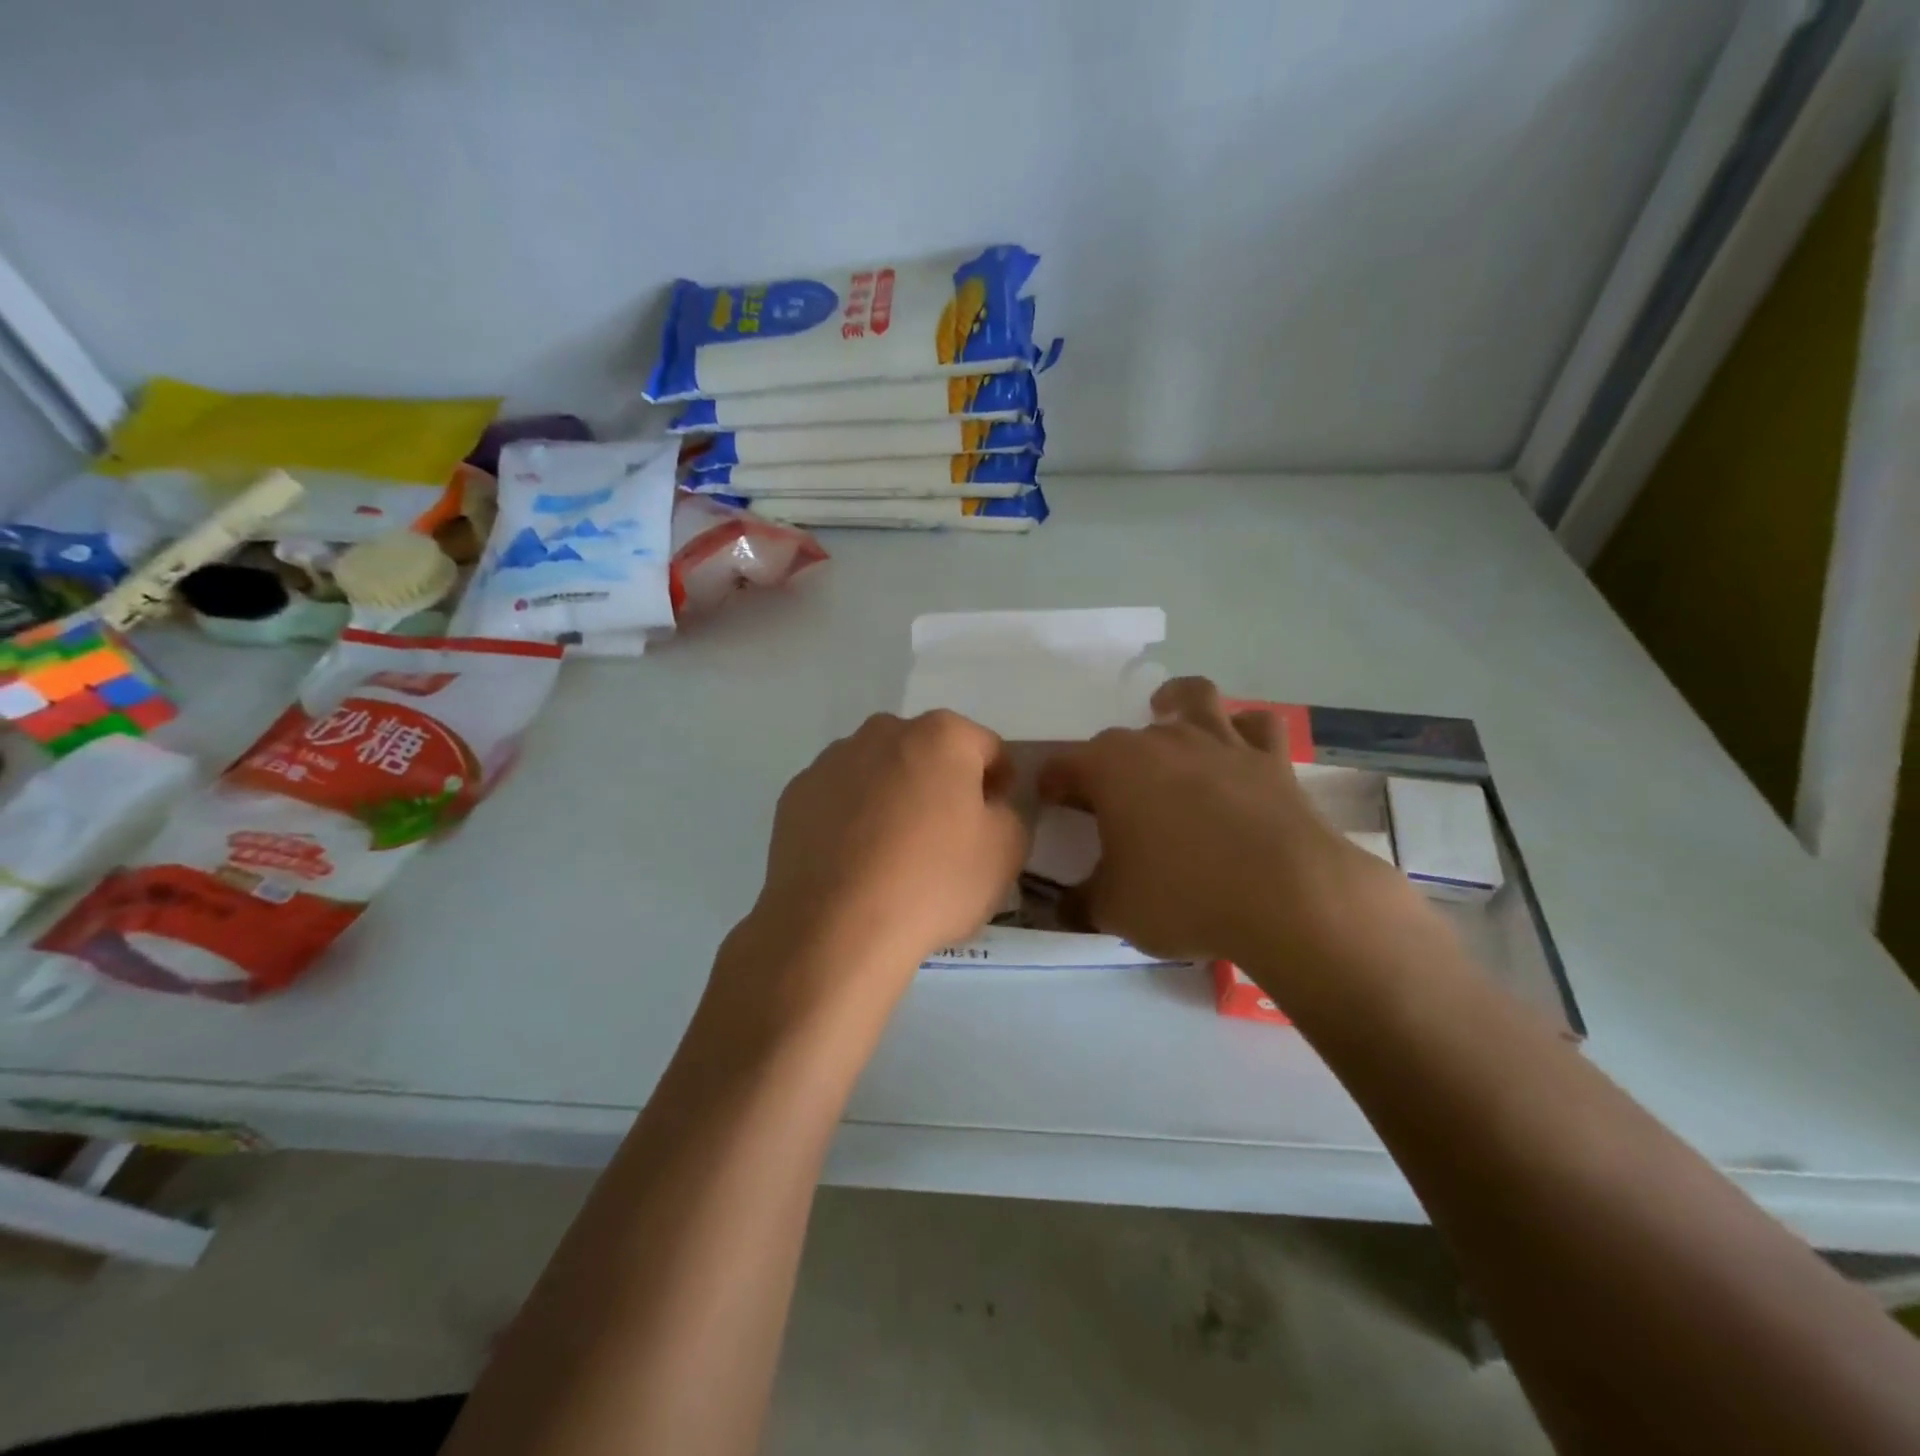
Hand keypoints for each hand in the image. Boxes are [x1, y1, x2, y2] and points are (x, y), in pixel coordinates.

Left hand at [717, 710, 1027, 1032]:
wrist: (835, 929)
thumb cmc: (932, 882)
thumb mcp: (1006, 853)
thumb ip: (1009, 814)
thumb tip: (986, 807)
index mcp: (941, 735)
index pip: (986, 748)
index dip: (998, 783)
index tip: (993, 820)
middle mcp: (884, 732)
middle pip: (928, 752)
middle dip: (941, 784)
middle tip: (945, 837)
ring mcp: (832, 761)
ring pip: (879, 772)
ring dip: (893, 797)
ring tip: (893, 854)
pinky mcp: (795, 794)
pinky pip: (840, 798)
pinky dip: (851, 818)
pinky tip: (854, 862)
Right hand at [1038, 677, 1416, 967]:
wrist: (1286, 897)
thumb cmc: (1182, 896)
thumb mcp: (1113, 910)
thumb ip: (1079, 902)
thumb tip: (1062, 905)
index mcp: (1109, 768)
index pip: (1063, 766)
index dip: (1051, 784)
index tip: (1050, 803)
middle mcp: (1159, 741)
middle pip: (1118, 740)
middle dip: (1105, 764)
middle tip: (1109, 802)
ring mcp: (1217, 742)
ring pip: (1192, 698)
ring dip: (1175, 704)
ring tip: (1169, 719)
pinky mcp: (1269, 757)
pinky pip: (1256, 725)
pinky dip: (1243, 729)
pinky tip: (1237, 745)